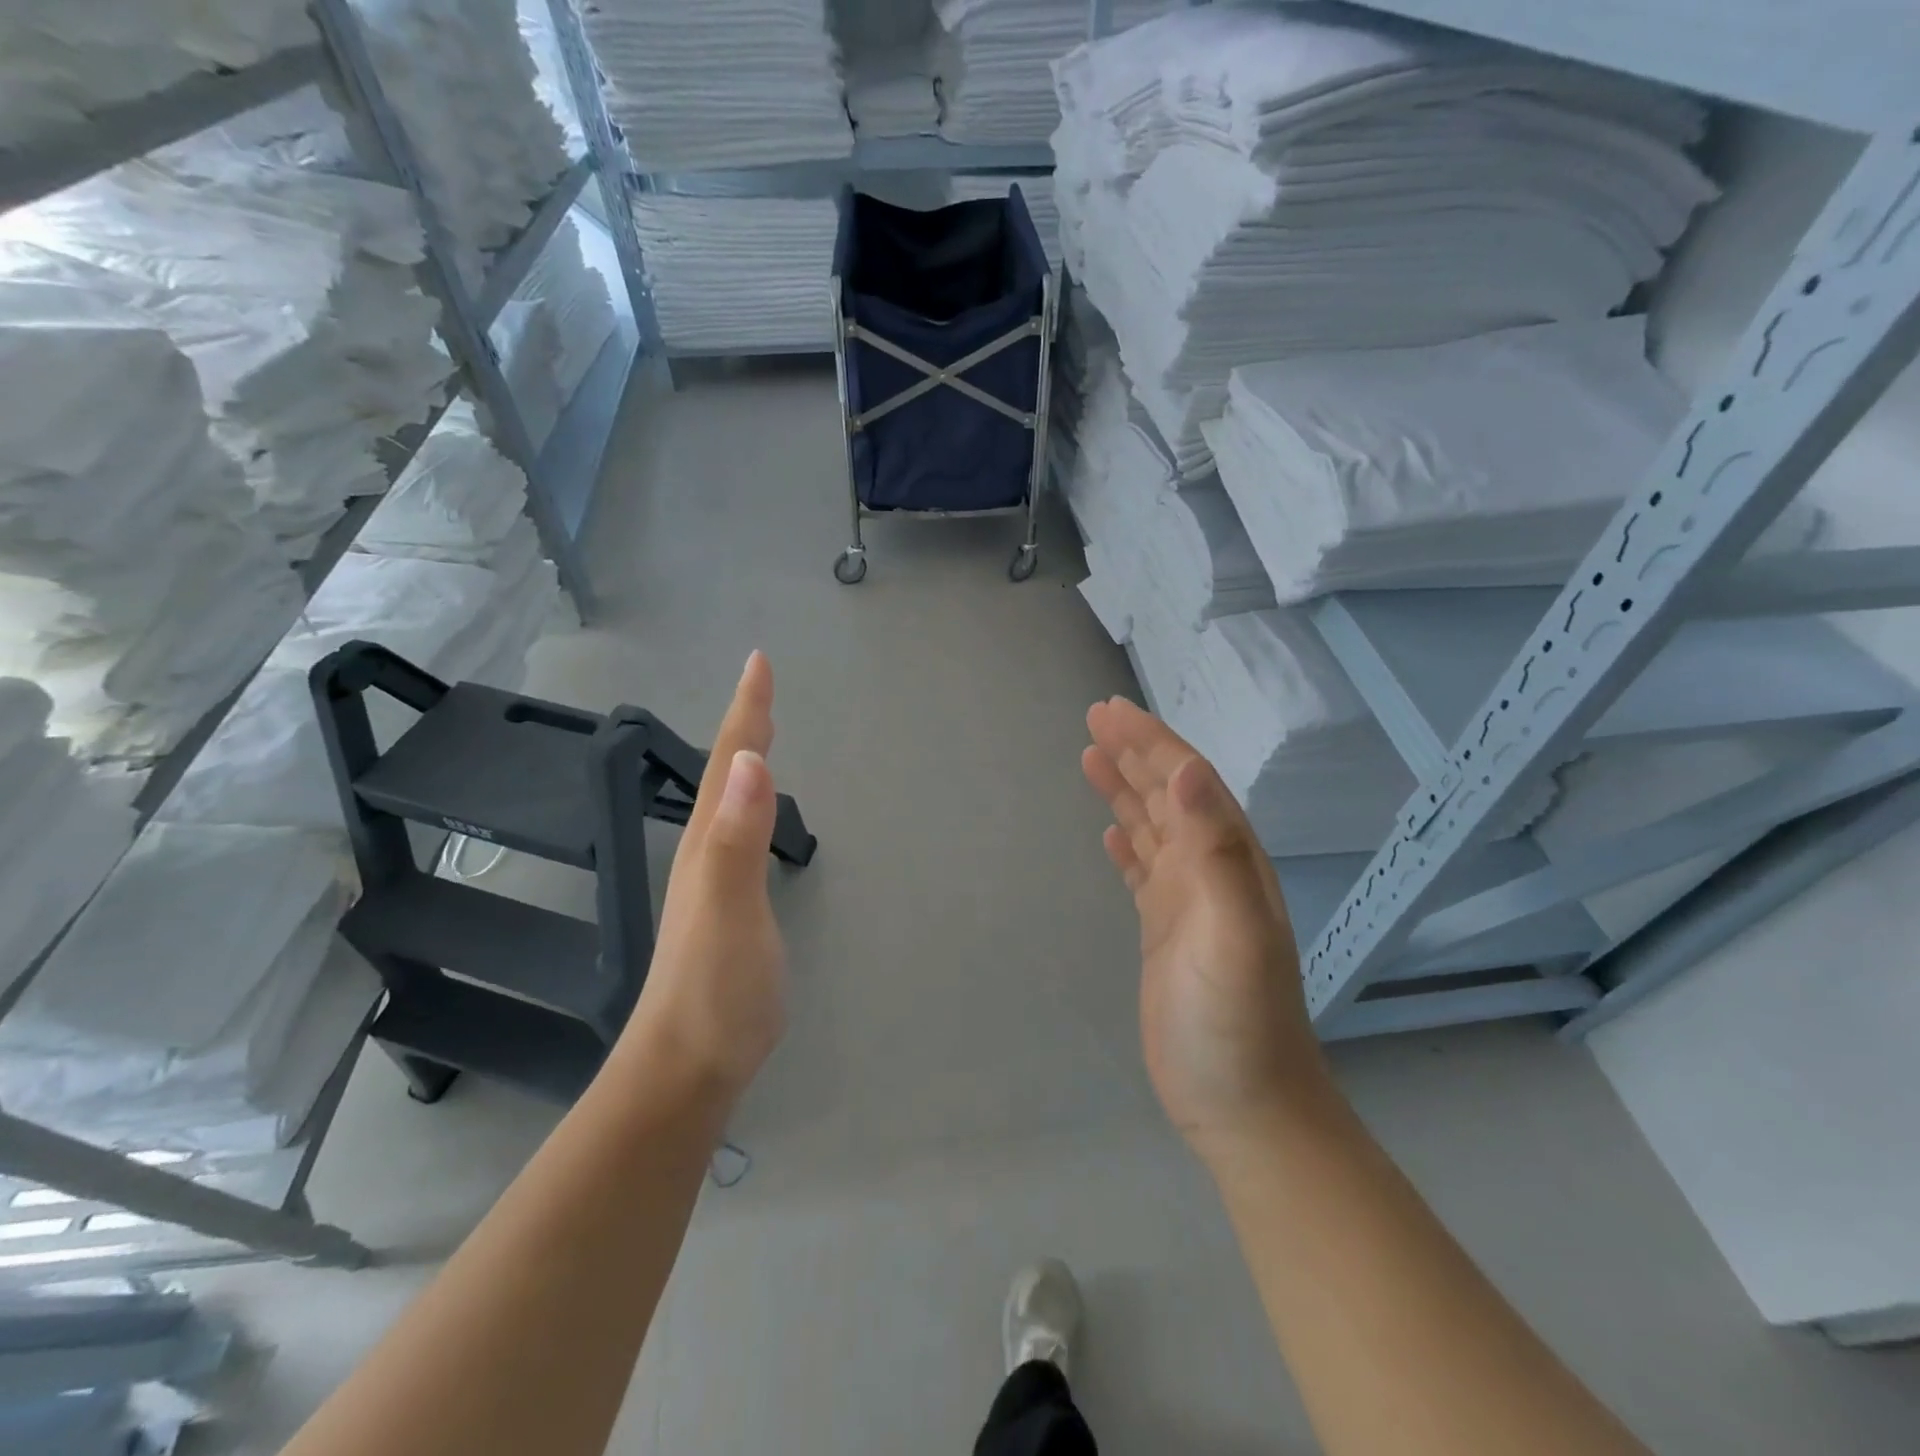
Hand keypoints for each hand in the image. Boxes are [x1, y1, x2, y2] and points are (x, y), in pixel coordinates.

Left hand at [621, 651, 786, 1102]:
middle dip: (745, 724)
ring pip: (728, 802)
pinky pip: (740, 833)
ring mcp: (714, 880)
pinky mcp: (729, 907)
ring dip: (743, 760)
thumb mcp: (729, 909)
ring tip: (760, 733)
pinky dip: (751, 804)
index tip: (759, 662)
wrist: (688, 1066)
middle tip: (762, 685)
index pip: (728, 762)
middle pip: (724, 773)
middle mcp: (705, 851)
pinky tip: (755, 811)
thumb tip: (747, 762)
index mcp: (707, 842)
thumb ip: (737, 837)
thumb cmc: (714, 989)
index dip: (746, 711)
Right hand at [1082, 697, 1330, 1160]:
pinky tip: (1111, 834)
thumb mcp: (1235, 934)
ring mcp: (1188, 904)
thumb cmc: (1238, 1023)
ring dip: (1125, 791)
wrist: (1245, 1107)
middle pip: (1168, 796)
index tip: (1110, 712)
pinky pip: (1143, 872)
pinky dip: (1127, 845)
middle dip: (1134, 754)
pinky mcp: (1165, 933)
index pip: (1187, 783)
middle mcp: (1210, 872)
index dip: (1150, 743)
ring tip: (1091, 758)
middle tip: (1094, 719)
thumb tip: (1189, 769)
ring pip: (1153, 829)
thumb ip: (1217, 851)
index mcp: (1229, 861)